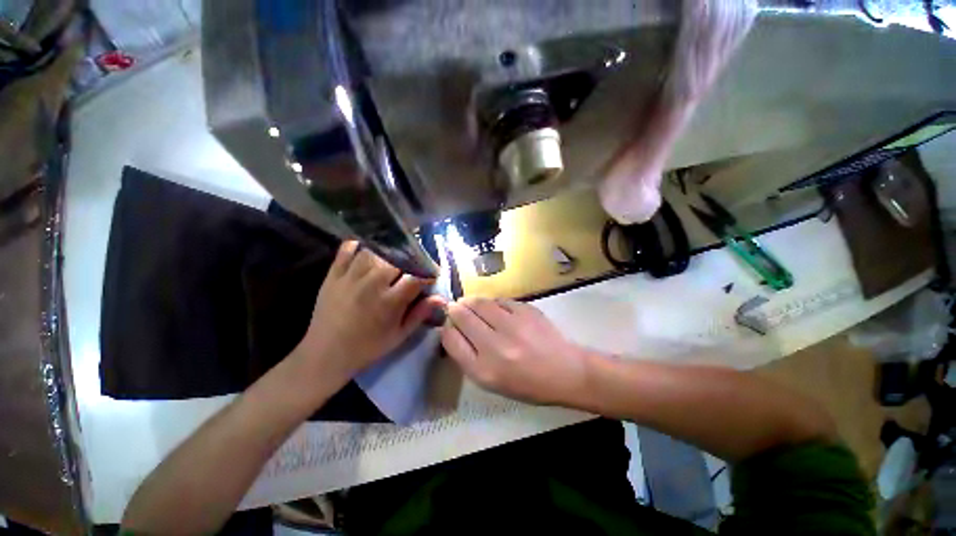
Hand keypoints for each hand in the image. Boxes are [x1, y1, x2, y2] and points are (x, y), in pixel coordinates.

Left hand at [296, 241, 445, 383]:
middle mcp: (372, 284)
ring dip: (388, 253)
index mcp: (390, 301)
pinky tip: (368, 248)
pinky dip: (358, 245)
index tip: (432, 276)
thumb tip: (441, 299)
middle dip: (410, 261)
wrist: (325, 353)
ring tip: (393, 258)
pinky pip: (347, 250)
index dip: (428, 274)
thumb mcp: (399, 335)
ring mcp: (351, 277)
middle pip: (397, 260)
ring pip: (375, 251)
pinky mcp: (333, 274)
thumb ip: (420, 314)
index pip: (416, 277)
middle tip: (413, 267)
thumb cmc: (368, 346)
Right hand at [441, 297, 590, 404]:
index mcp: (483, 370)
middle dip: (455, 310)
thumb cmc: (527, 383)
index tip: (449, 325)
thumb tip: (453, 330)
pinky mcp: (526, 310)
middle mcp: (495, 346)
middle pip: (462, 316)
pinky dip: (492, 303)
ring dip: (471, 302)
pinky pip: (499, 300)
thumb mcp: (491, 382)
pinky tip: (495, 308)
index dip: (446, 328)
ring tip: (471, 304)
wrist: (565, 371)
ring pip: (479, 303)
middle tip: (456, 308)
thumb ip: (468, 357)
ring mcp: (512, 325)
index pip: (451, 340)